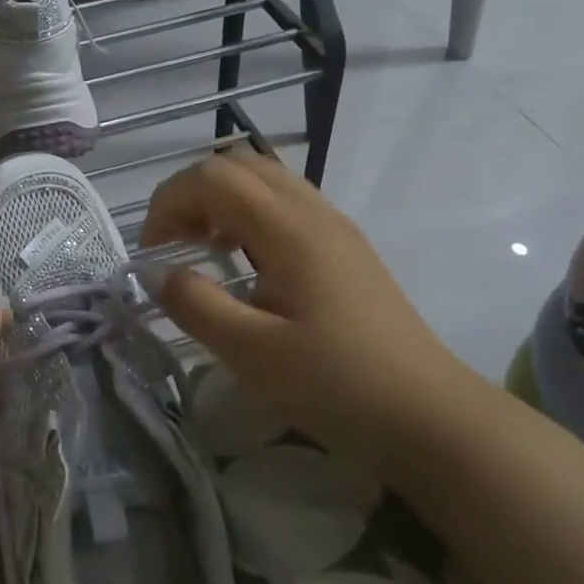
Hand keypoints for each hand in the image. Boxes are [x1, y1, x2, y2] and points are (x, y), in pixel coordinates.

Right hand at [142, 150, 497, 478]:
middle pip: (238, 165)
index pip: (213, 177)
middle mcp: (314, 213)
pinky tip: (244, 261)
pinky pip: (285, 204)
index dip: (169, 202)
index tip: (151, 252)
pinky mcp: (345, 249)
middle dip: (191, 193)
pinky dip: (247, 215)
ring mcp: (335, 227)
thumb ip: (196, 305)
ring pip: (264, 180)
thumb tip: (156, 273)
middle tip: (173, 243)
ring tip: (202, 249)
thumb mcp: (253, 354)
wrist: (432, 418)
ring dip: (220, 201)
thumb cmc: (338, 386)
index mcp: (290, 229)